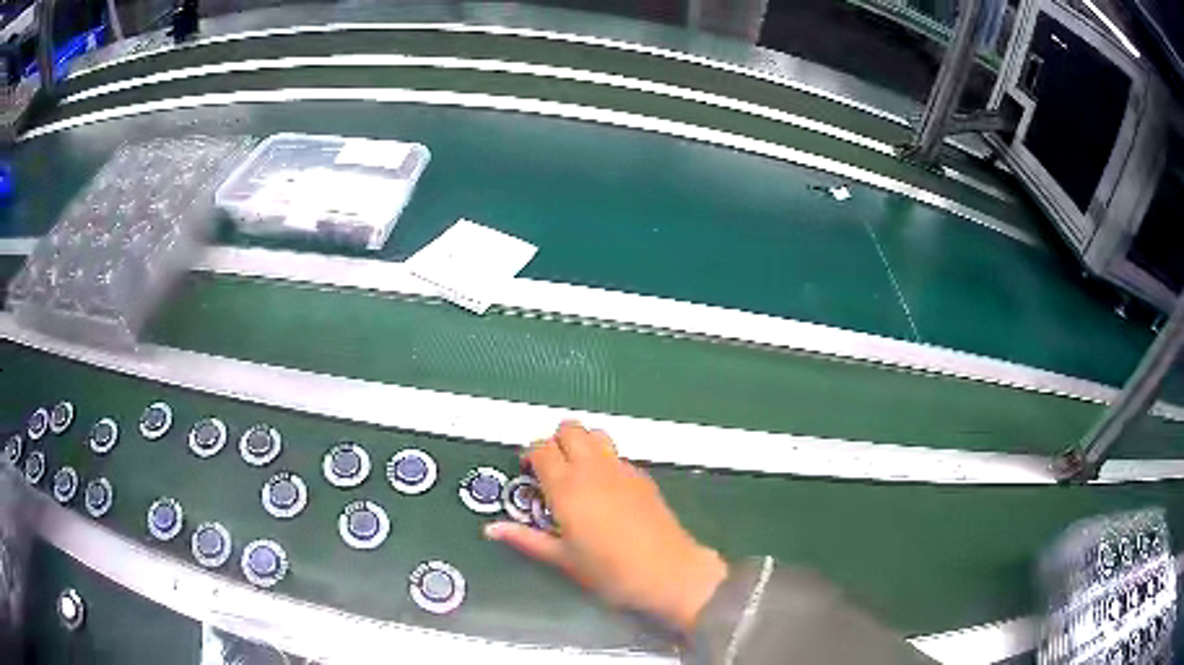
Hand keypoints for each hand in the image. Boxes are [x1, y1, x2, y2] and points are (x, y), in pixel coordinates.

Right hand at [484, 421, 727, 634]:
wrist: (667, 571)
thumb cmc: (608, 570)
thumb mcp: (562, 559)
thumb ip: (526, 539)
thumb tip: (491, 529)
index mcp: (566, 486)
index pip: (541, 447)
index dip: (530, 453)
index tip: (527, 470)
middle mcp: (592, 468)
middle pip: (570, 428)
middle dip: (556, 440)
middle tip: (551, 469)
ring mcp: (621, 468)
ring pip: (596, 434)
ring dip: (582, 443)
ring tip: (578, 473)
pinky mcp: (642, 476)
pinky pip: (617, 454)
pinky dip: (604, 459)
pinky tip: (606, 489)